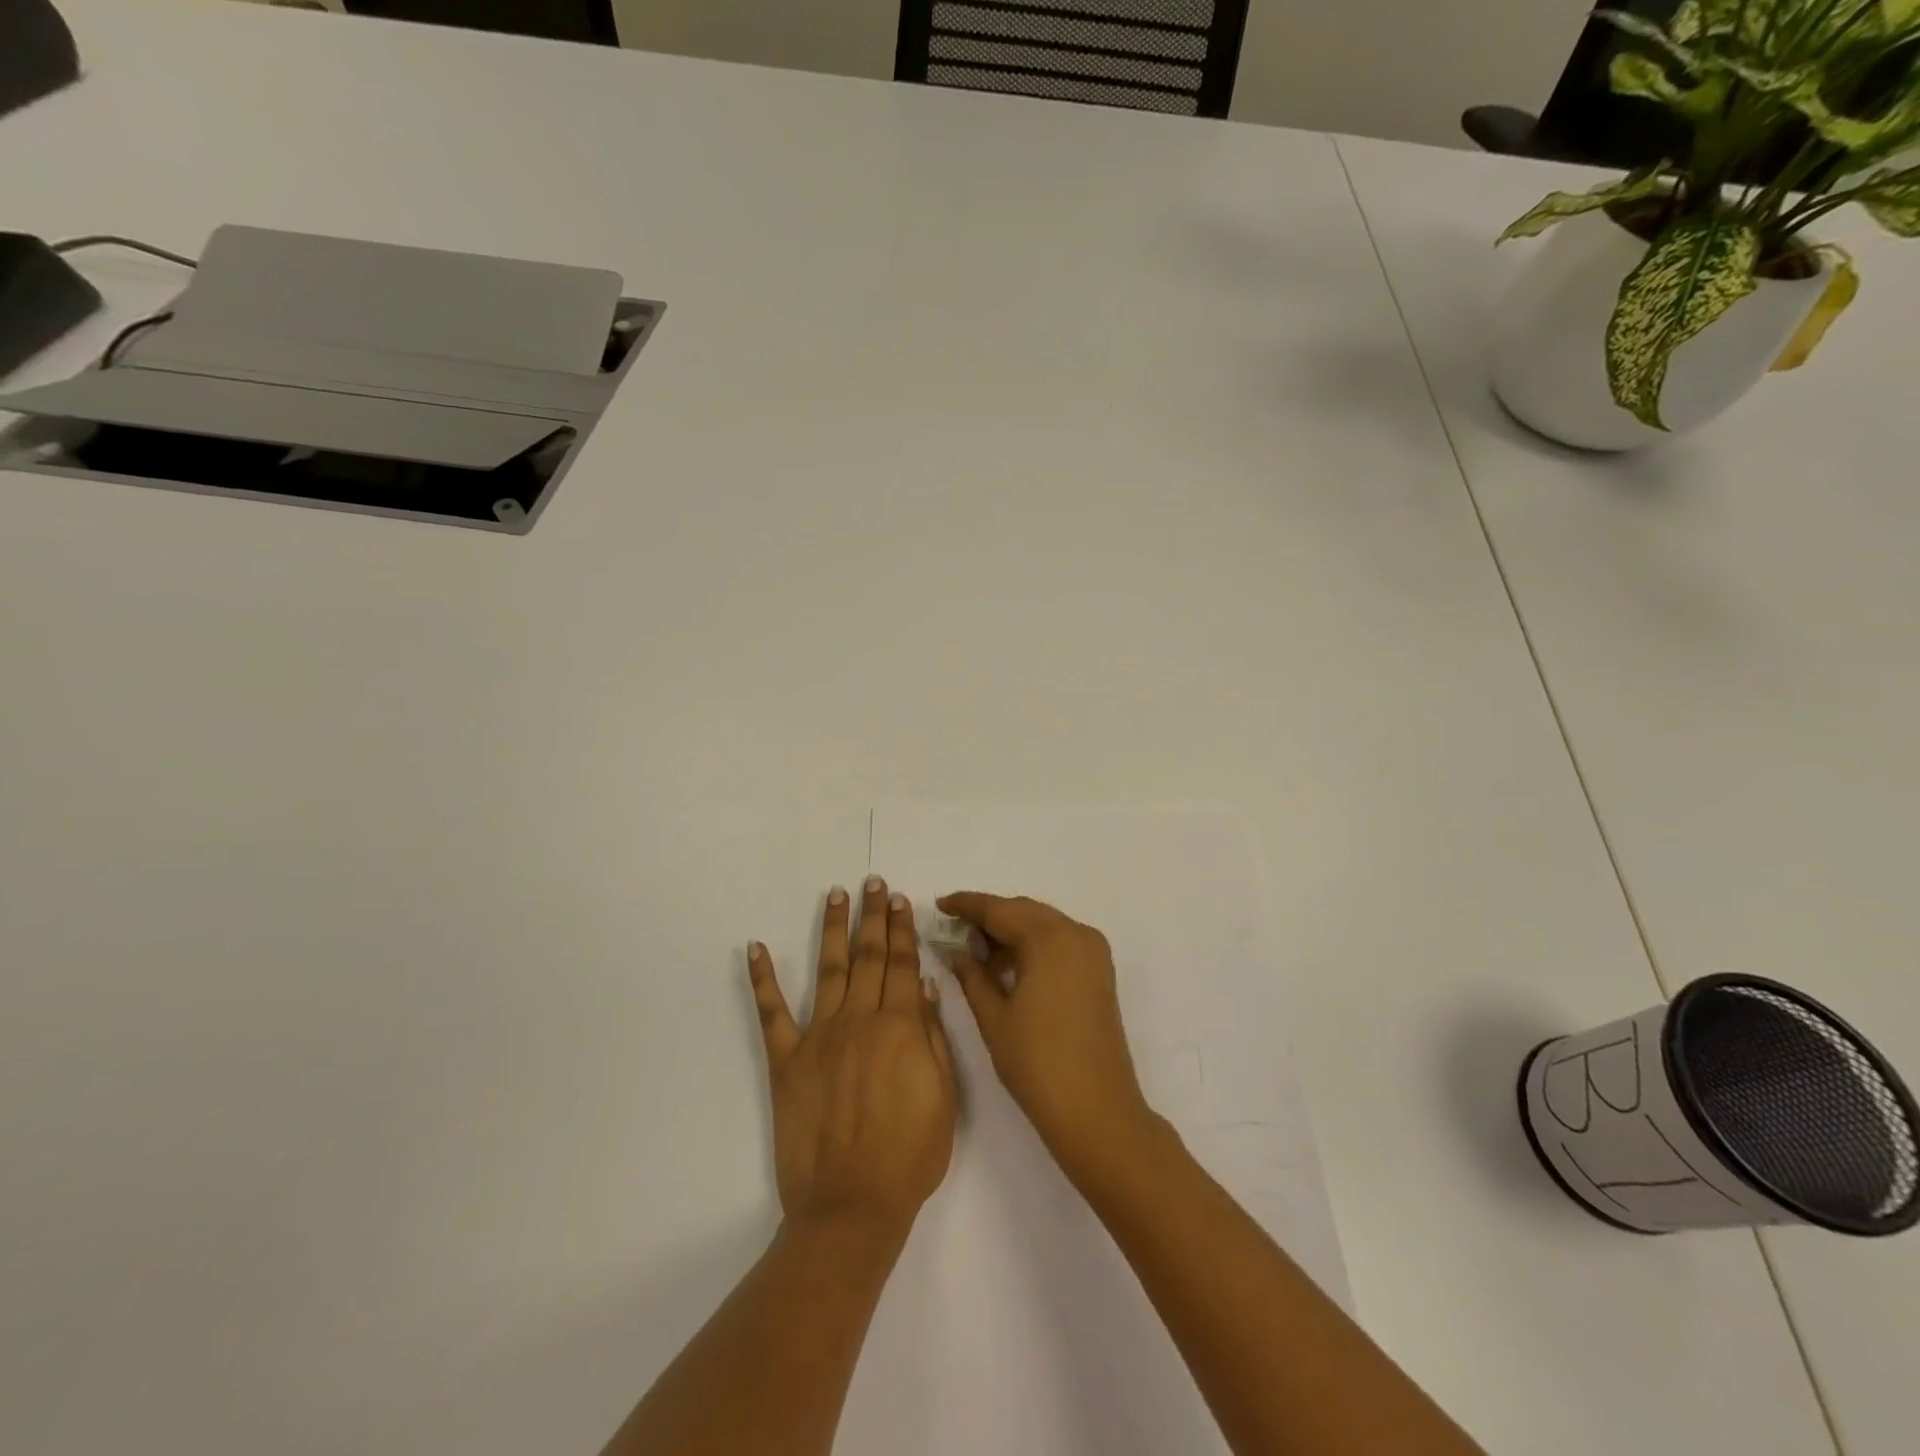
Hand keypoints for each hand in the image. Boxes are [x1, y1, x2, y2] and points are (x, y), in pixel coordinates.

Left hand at [750, 877, 956, 1237]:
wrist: (852, 1206)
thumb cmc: (909, 1156)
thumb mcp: (944, 1098)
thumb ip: (934, 1037)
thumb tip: (925, 986)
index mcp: (900, 1027)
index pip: (903, 964)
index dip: (903, 929)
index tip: (900, 899)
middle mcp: (859, 1020)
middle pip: (869, 956)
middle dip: (874, 916)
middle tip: (873, 882)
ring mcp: (819, 1037)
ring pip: (828, 969)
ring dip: (832, 929)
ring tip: (836, 895)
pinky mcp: (786, 1060)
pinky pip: (771, 1013)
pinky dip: (763, 978)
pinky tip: (756, 948)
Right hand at [937, 892, 1156, 1187]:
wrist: (1097, 1112)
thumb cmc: (1038, 1064)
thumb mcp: (995, 1017)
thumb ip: (972, 976)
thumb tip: (955, 951)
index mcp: (1051, 939)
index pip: (1000, 909)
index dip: (967, 905)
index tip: (939, 904)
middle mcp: (1077, 934)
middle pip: (1024, 912)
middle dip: (989, 917)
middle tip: (954, 929)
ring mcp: (1093, 952)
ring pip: (1043, 925)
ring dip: (1011, 931)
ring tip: (975, 949)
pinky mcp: (1099, 972)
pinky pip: (1059, 942)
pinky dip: (1032, 945)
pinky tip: (1006, 963)